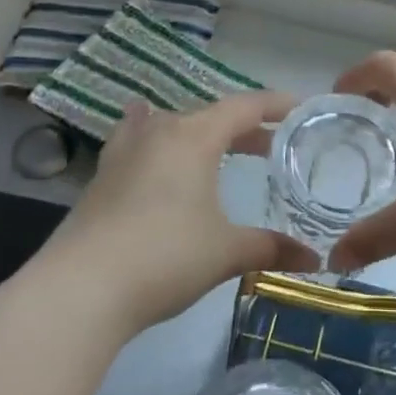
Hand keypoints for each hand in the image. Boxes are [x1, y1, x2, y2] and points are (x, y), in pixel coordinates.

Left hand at [51, 92, 319, 333]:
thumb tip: (315, 261)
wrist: (80, 290)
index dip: (275, 105)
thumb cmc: (165, 257)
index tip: (299, 108)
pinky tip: (148, 142)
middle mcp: (159, 132)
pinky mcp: (101, 177)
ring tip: (217, 146)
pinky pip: (136, 140)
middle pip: (209, 115)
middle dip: (242, 127)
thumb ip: (271, 248)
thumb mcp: (226, 252)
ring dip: (200, 133)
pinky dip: (154, 138)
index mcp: (194, 137)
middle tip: (269, 145)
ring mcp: (124, 153)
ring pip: (171, 125)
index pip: (244, 107)